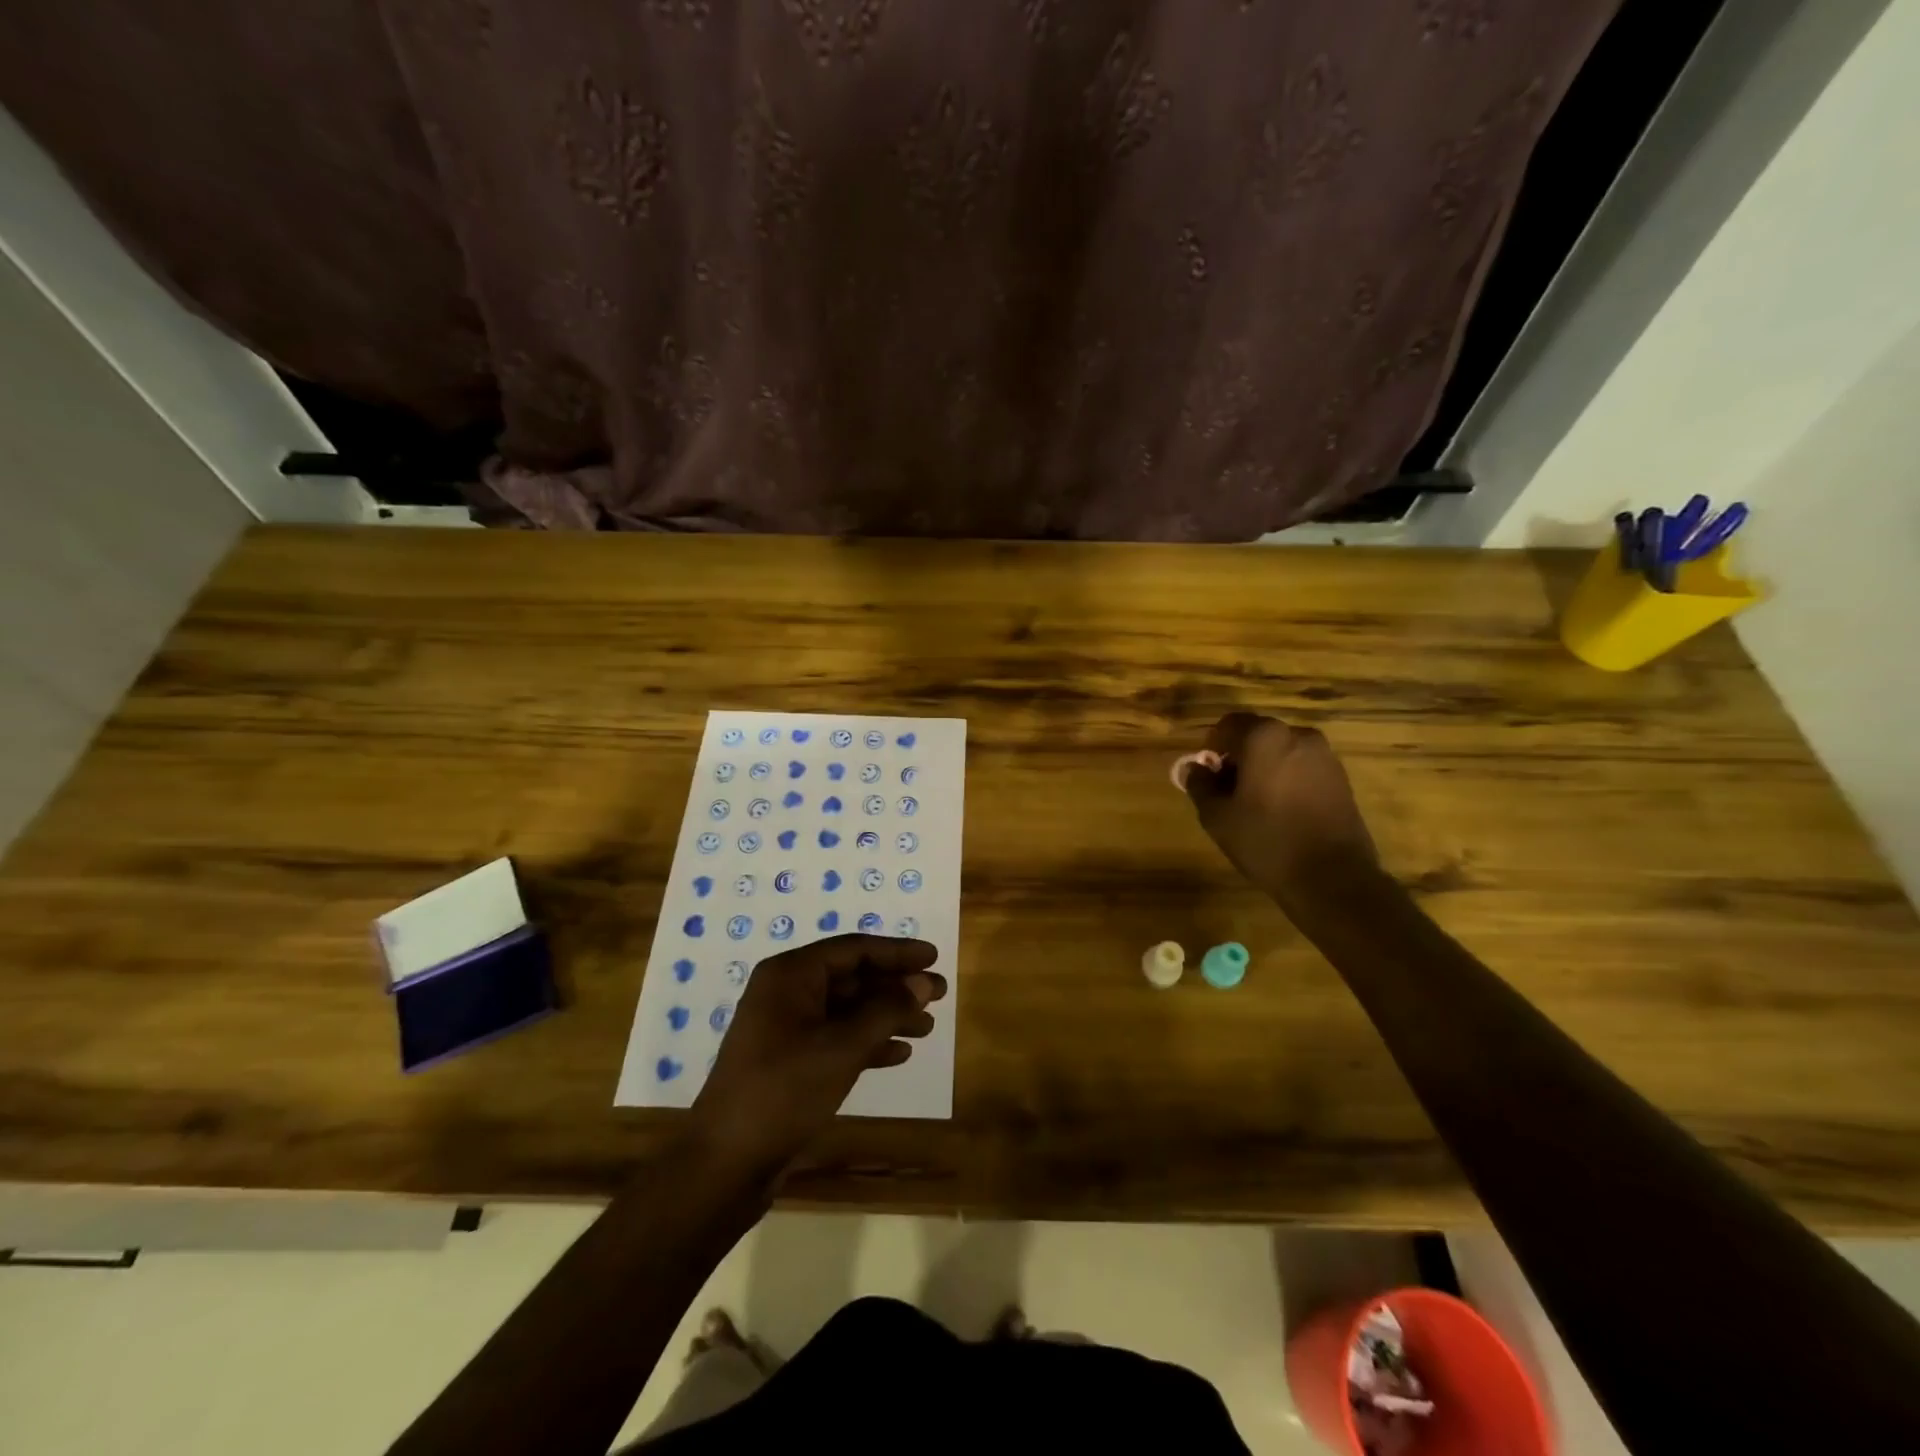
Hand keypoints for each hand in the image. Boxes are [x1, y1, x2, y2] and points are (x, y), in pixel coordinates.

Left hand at [691, 934, 945, 1179]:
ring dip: (886, 1016)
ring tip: (928, 1027)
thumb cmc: (783, 1090)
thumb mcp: (841, 1047)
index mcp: (791, 975)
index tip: (933, 956)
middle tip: (939, 993)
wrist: (726, 1163)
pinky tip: (898, 1055)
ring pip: (847, 1011)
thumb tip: (923, 982)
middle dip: (895, 986)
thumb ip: (886, 1010)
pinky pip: (836, 1039)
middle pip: (852, 978)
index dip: (896, 952)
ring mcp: (786, 1029)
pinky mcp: (789, 1062)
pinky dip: (867, 1043)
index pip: (853, 949)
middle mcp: (787, 993)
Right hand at [1182, 712, 1377, 904]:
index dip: (1211, 747)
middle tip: (1227, 790)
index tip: (1207, 775)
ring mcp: (1325, 756)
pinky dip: (1287, 779)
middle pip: (1257, 735)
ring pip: (1281, 751)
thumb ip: (1200, 785)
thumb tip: (1193, 768)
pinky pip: (1302, 767)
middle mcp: (1298, 735)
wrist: (1333, 878)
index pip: (1227, 725)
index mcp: (1264, 737)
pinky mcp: (1341, 778)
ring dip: (1264, 767)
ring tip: (1255, 804)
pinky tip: (1282, 811)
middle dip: (1239, 757)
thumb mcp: (1217, 816)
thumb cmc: (1266, 840)